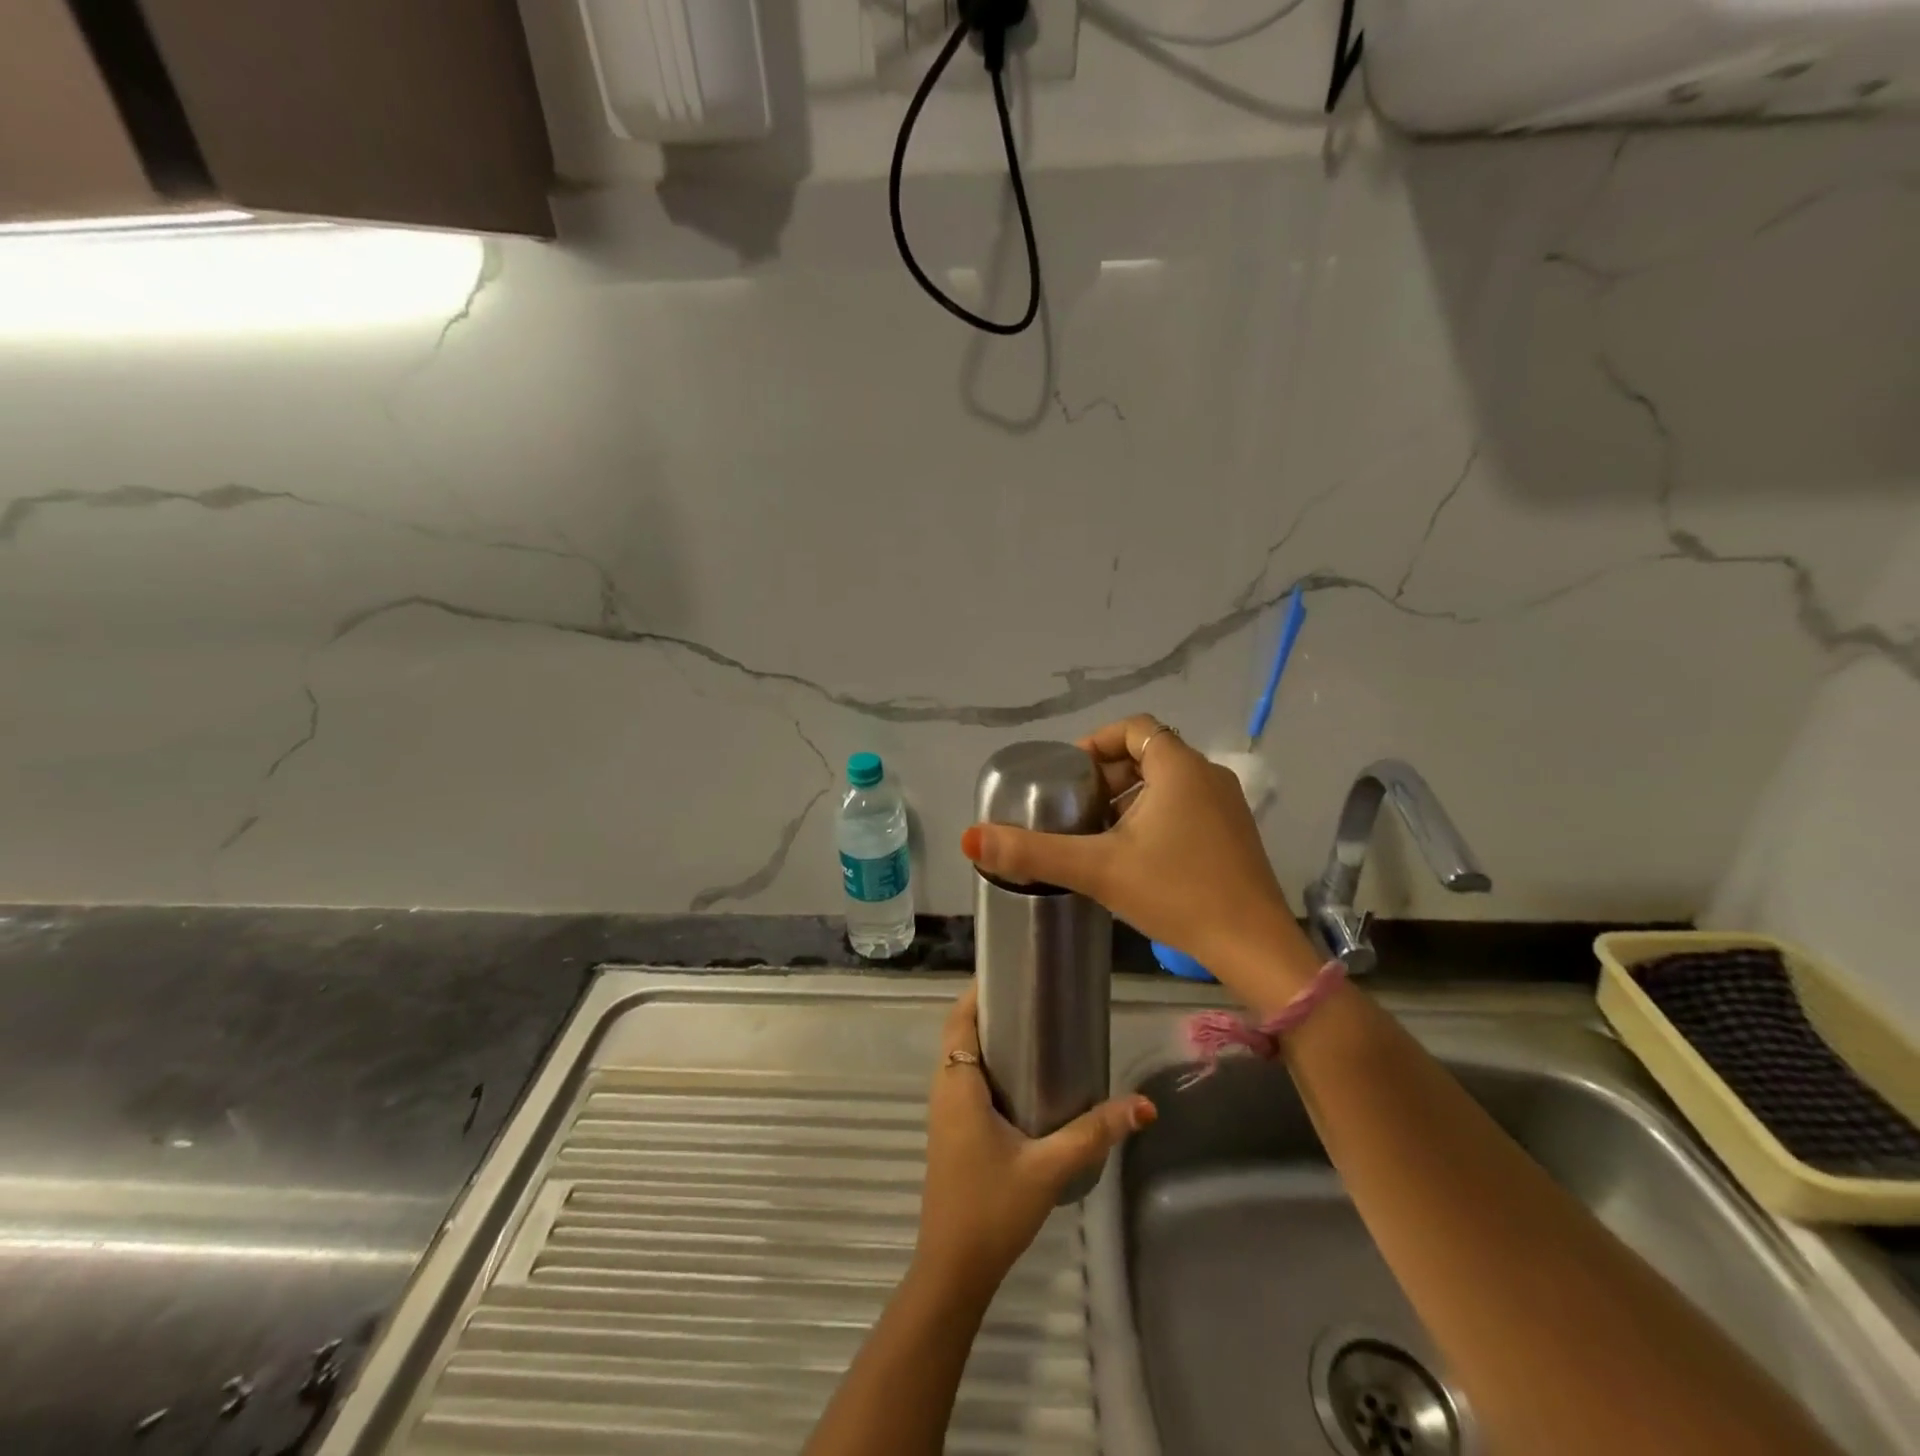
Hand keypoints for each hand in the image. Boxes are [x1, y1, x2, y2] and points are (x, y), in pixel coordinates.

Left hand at [914, 983, 1154, 1296]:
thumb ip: (1094, 1133)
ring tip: (1035, 1028)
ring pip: (962, 1058)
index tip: (1012, 972)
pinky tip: (1025, 1079)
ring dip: (989, 1039)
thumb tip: (1144, 1105)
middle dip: (991, 1010)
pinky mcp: (952, 1132)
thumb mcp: (1049, 1168)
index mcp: (958, 1085)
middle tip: (1036, 997)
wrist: (954, 1270)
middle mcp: (944, 1090)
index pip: (959, 1019)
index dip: (978, 991)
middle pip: (961, 1033)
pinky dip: (987, 1065)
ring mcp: (945, 1113)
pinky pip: (965, 1081)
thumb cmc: (992, 1209)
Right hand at [960, 715, 1316, 994]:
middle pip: (1149, 754)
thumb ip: (1033, 852)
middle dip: (1108, 775)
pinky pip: (1186, 806)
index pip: (1133, 728)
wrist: (1254, 946)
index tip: (1068, 774)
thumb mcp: (1098, 869)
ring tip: (1098, 833)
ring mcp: (1228, 806)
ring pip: (1168, 783)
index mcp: (1179, 768)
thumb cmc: (1177, 893)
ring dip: (1131, 798)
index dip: (1095, 743)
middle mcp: (1208, 775)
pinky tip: (1136, 856)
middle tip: (1076, 807)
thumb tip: (971, 837)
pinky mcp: (1235, 835)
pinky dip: (1156, 816)